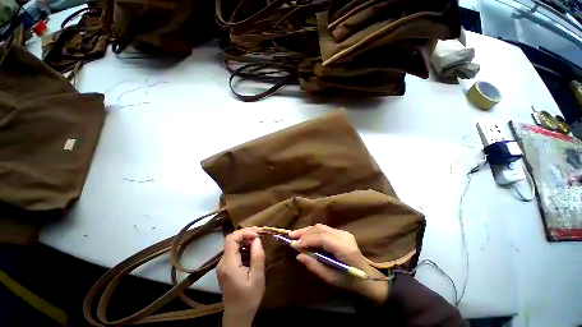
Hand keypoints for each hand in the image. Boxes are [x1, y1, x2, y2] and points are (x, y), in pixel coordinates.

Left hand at [217, 227, 264, 326]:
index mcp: (229, 264)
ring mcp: (223, 265)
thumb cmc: (249, 298)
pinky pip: (234, 252)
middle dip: (247, 235)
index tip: (257, 234)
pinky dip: (244, 248)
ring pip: (233, 245)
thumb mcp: (257, 278)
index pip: (231, 238)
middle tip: (260, 235)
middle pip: (232, 240)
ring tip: (259, 242)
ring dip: (246, 241)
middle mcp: (223, 262)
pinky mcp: (226, 268)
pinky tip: (253, 252)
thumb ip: (257, 256)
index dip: (244, 232)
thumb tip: (257, 239)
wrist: (238, 316)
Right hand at [289, 224, 388, 303]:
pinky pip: (324, 229)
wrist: (368, 278)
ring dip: (307, 231)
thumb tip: (298, 255)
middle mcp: (343, 236)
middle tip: (291, 237)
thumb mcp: (330, 278)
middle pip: (320, 229)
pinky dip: (313, 232)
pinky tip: (306, 236)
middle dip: (304, 233)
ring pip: (321, 227)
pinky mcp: (342, 233)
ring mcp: (343, 232)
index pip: (321, 238)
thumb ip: (314, 265)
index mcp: (344, 248)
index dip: (306, 239)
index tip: (293, 245)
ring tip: (295, 235)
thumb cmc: (350, 281)